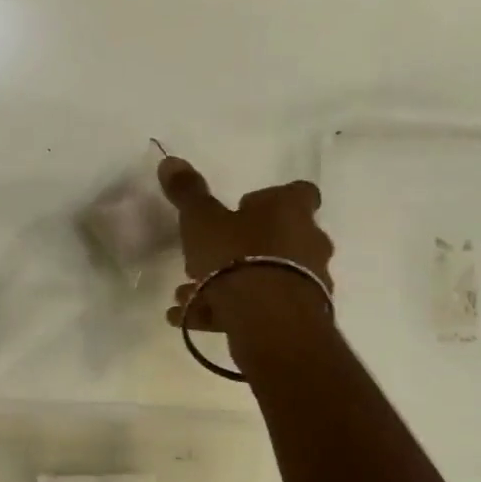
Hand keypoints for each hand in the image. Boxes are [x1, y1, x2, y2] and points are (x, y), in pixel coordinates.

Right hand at [157, 157, 333, 331]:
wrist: (268, 320)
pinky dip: (229, 311)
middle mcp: (309, 242)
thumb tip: (171, 161)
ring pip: (266, 275)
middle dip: (243, 247)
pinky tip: (191, 318)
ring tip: (188, 294)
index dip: (270, 199)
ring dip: (231, 282)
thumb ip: (188, 193)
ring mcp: (309, 282)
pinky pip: (261, 308)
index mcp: (290, 211)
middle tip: (207, 257)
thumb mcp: (202, 220)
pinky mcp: (300, 317)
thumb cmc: (236, 256)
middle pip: (280, 237)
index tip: (242, 209)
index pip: (299, 193)